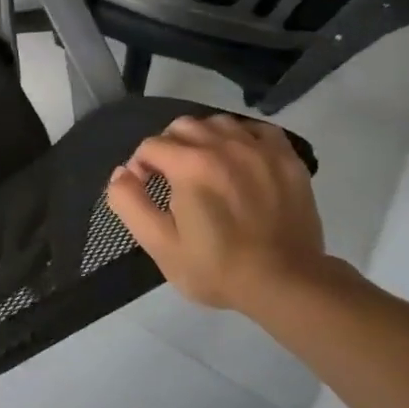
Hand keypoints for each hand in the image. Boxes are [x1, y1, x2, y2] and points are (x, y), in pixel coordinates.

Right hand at [106, 114, 329, 312]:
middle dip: (168, 148)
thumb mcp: (159, 244)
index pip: (150, 145)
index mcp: (190, 165)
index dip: (140, 167)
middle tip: (173, 179)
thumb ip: (129, 203)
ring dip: (203, 139)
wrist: (287, 284)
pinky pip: (258, 130)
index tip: (147, 191)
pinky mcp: (287, 159)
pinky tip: (239, 159)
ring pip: (218, 123)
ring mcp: (260, 150)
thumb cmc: (217, 267)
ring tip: (204, 167)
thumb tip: (121, 173)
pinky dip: (242, 137)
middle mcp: (224, 146)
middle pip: (182, 126)